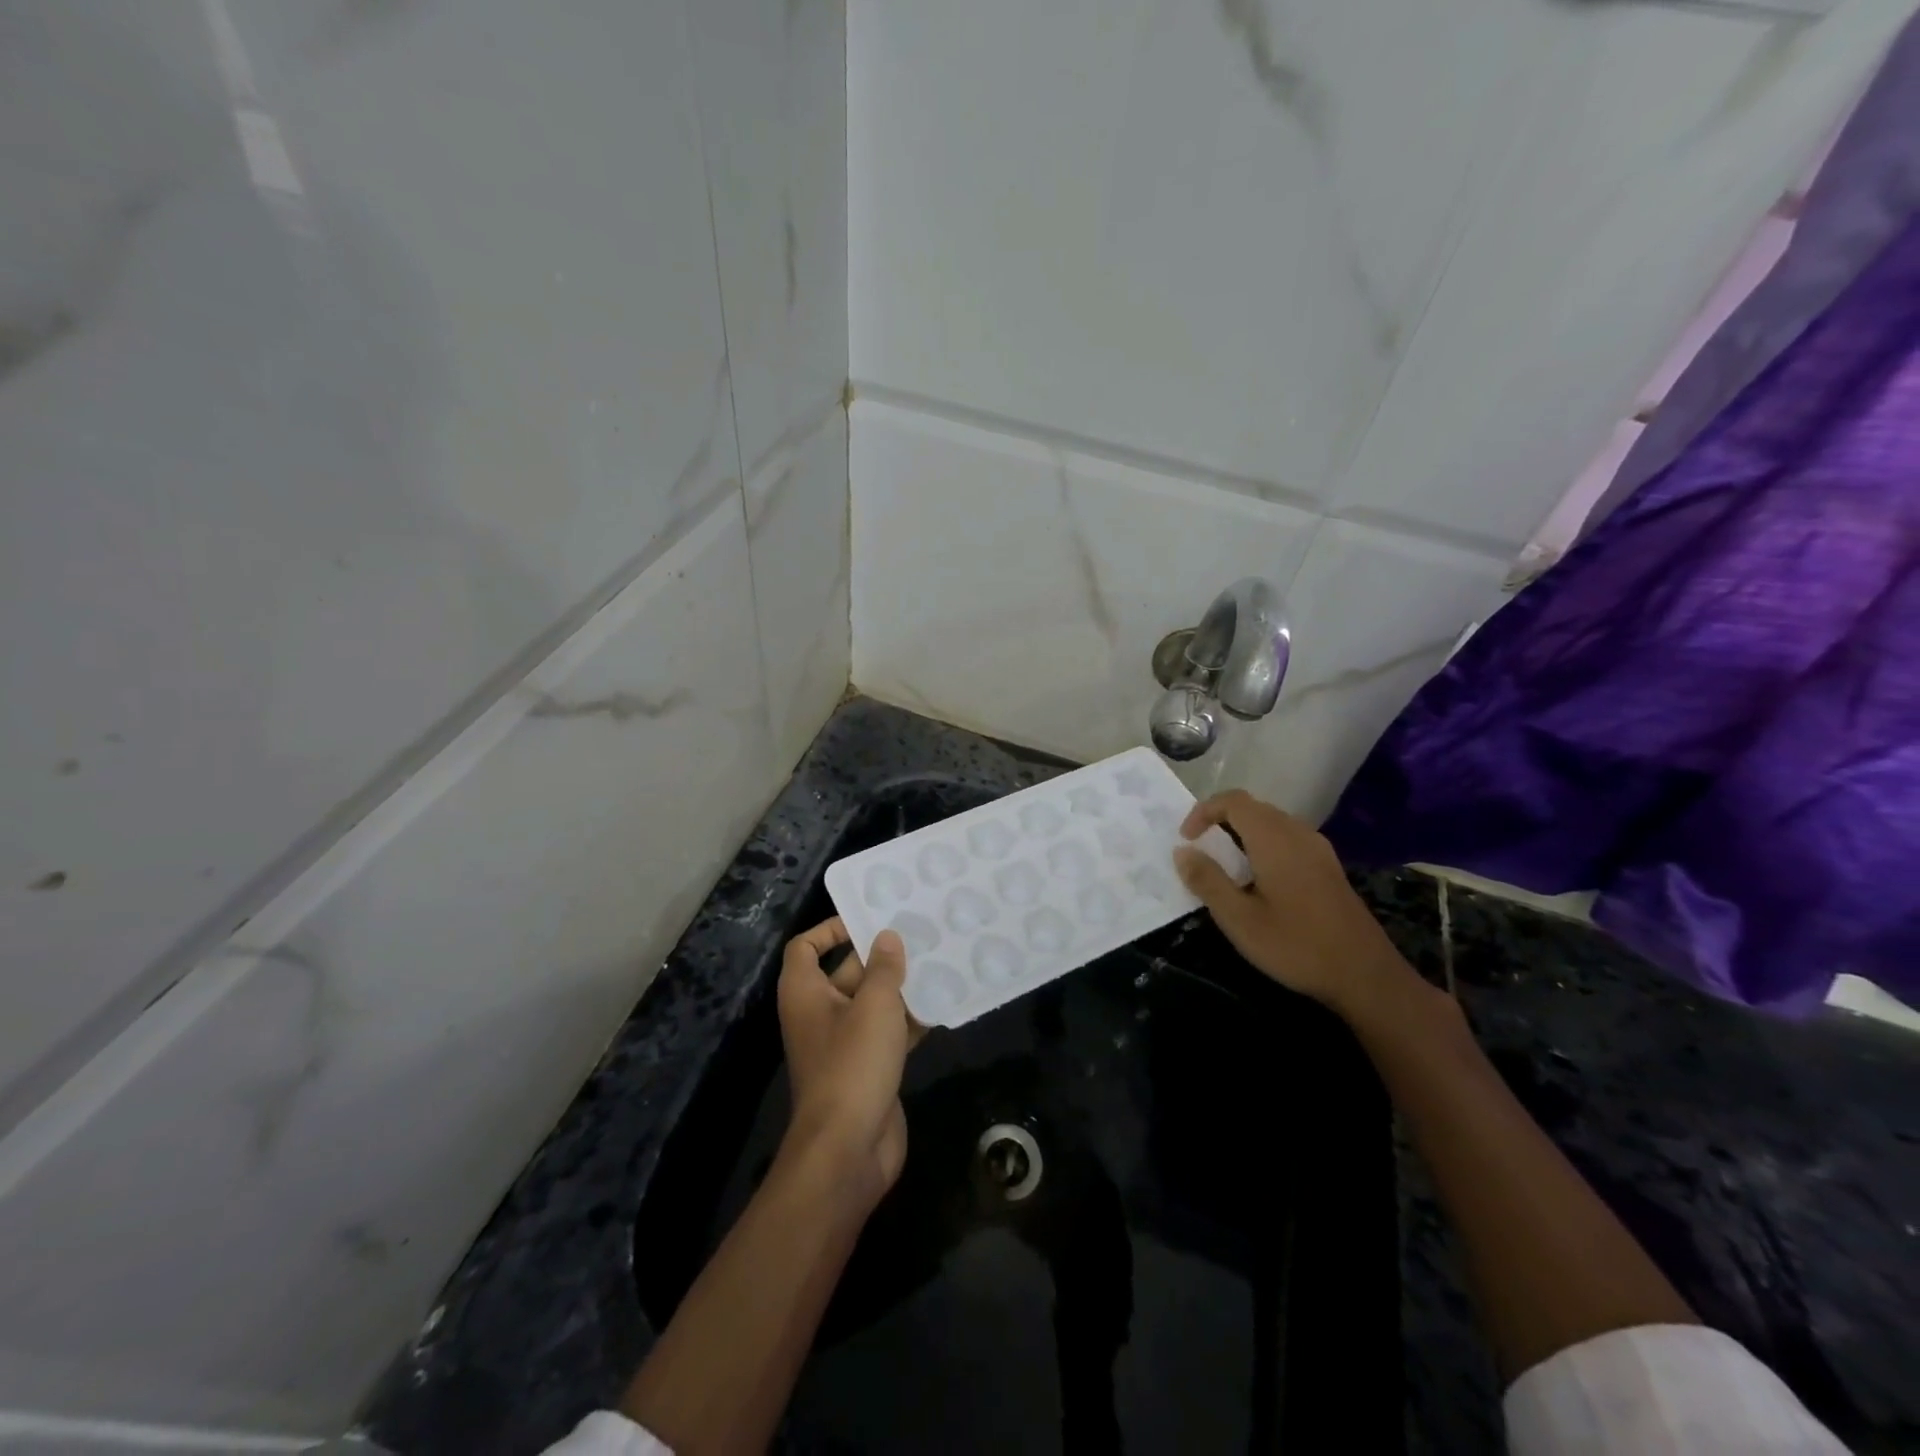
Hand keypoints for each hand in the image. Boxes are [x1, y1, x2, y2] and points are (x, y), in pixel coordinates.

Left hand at [776, 918, 913, 1206]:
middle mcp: (820, 1014)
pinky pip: (888, 1032)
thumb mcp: (873, 1007)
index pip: (806, 947)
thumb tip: (887, 937)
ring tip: (939, 961)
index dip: (831, 928)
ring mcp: (844, 1043)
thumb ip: (883, 968)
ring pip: (872, 1002)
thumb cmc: (852, 1065)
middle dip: (880, 955)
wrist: (848, 1150)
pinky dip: (910, 1020)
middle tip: (920, 933)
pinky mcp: (867, 1068)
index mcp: (805, 993)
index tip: (868, 919)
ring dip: (901, 987)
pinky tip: (942, 1004)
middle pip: (847, 971)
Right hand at [1173, 790, 1411, 1019]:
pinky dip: (1262, 845)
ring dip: (1241, 833)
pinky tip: (1257, 881)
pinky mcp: (1328, 867)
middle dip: (1219, 821)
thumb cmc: (1296, 945)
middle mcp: (1298, 834)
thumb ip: (1207, 880)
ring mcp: (1318, 849)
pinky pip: (1287, 839)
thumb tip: (1182, 851)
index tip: (1186, 840)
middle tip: (1199, 852)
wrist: (1366, 975)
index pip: (1233, 801)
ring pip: (1271, 822)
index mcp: (1274, 839)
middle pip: (1253, 808)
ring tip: (1223, 866)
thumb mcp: (1239, 919)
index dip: (1203, 811)